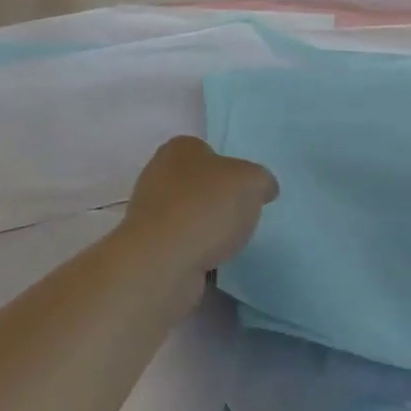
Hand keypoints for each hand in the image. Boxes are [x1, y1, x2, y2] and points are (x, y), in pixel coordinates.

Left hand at [120, 137, 278, 277]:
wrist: (163, 261)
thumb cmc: (207, 208)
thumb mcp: (252, 182)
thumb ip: (261, 180)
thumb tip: (263, 189)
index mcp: (179, 148)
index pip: (208, 152)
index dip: (230, 170)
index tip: (245, 191)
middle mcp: (158, 173)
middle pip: (198, 183)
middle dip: (217, 199)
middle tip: (239, 216)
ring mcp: (149, 210)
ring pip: (188, 213)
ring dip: (206, 227)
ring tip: (225, 242)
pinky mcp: (148, 243)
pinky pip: (180, 242)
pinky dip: (195, 249)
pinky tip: (208, 259)